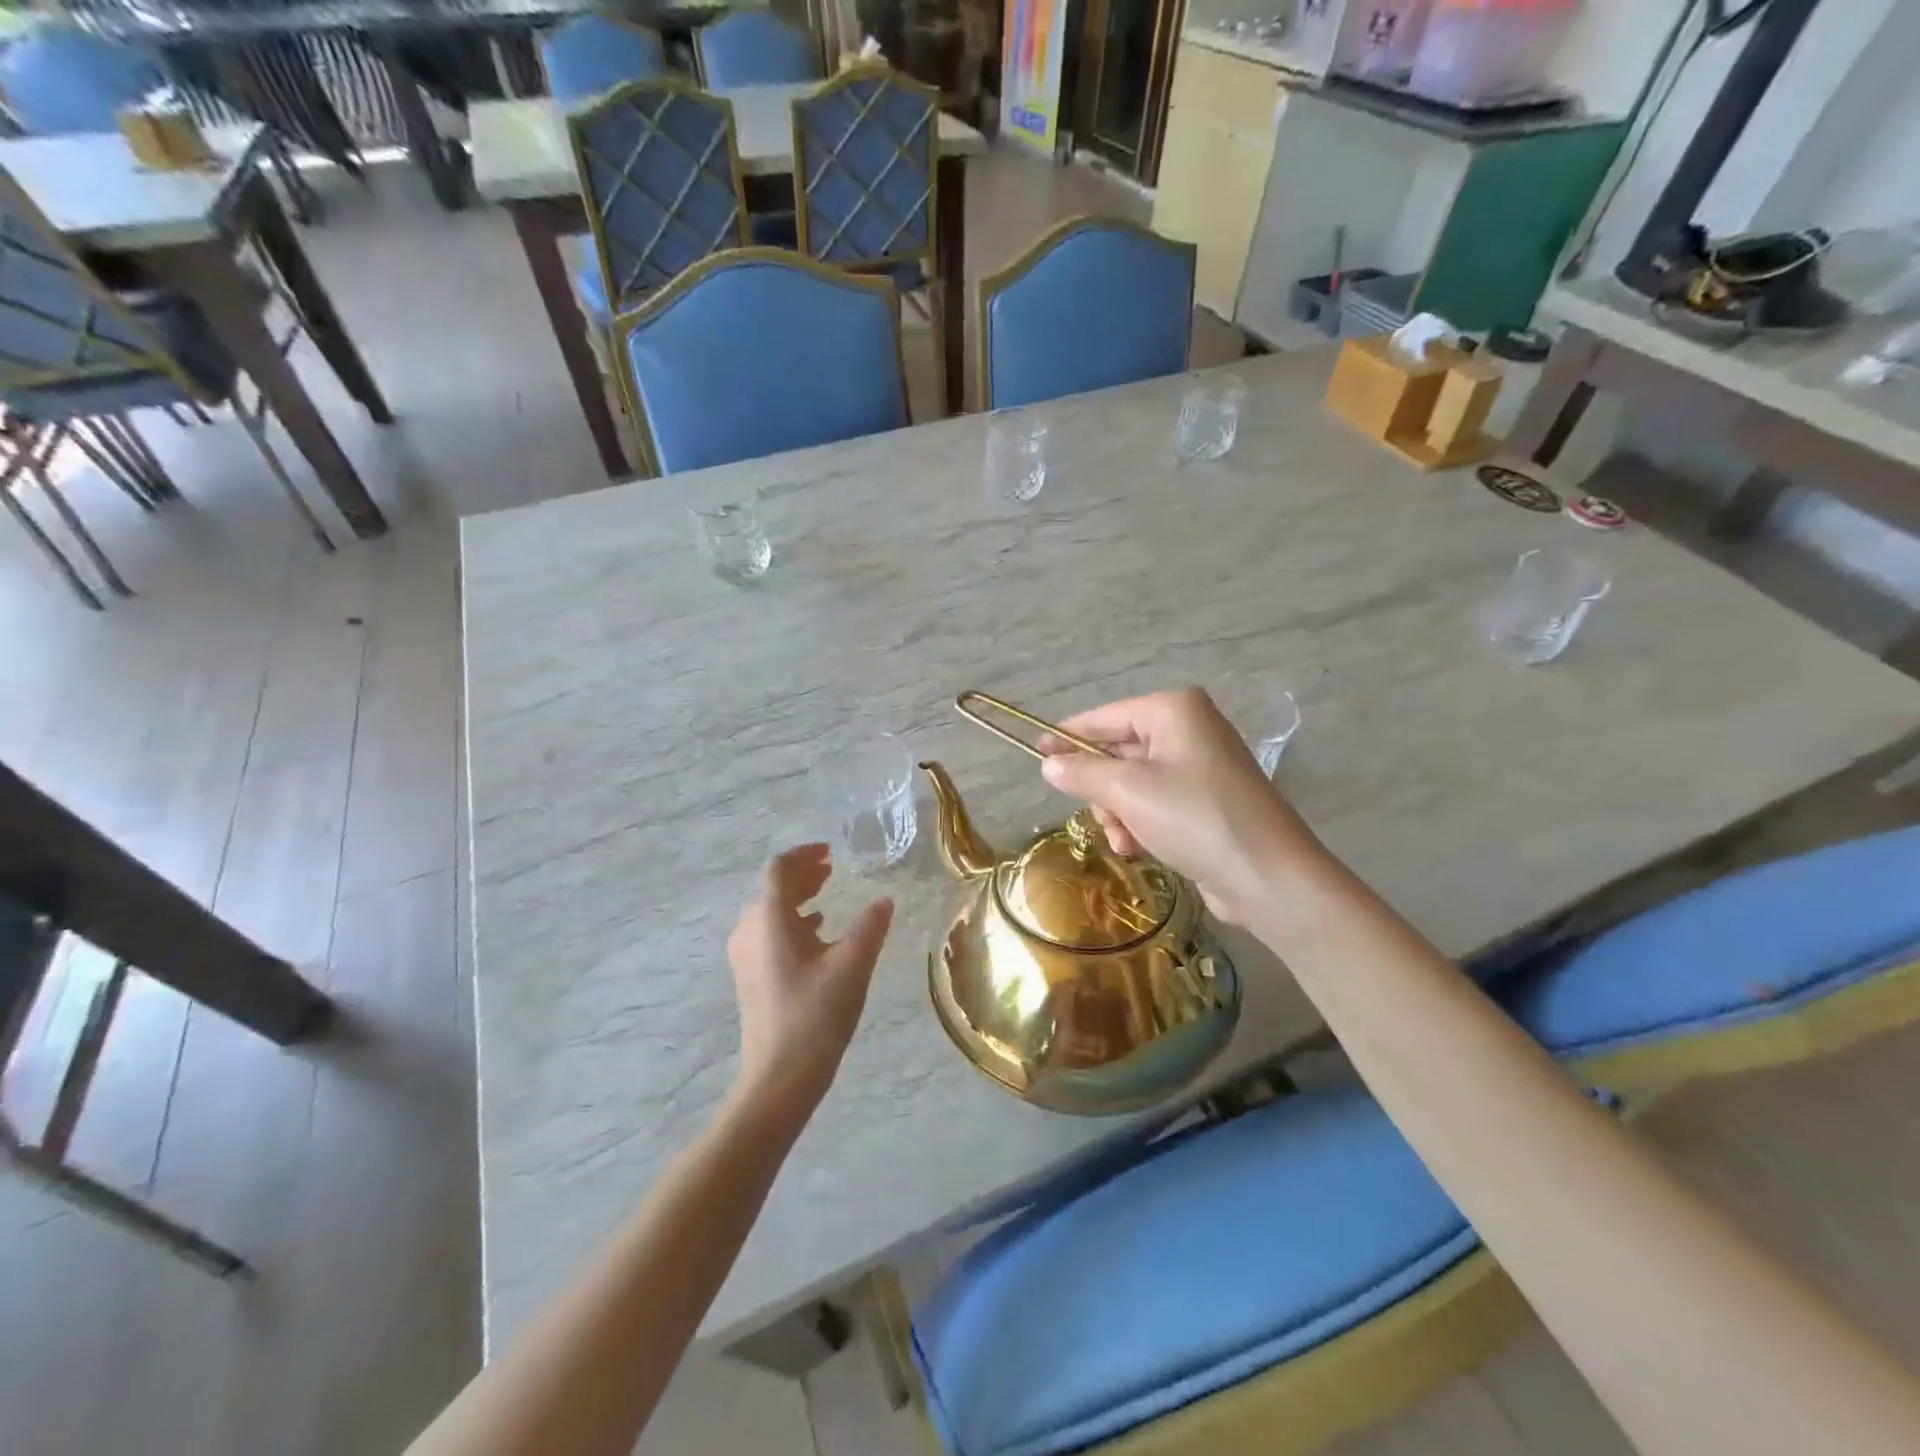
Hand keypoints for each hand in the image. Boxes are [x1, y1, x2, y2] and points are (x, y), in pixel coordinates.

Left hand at [727, 844, 893, 1118]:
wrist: (779, 1078)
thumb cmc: (816, 1015)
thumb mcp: (852, 965)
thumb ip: (870, 926)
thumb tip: (885, 900)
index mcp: (769, 918)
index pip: (779, 869)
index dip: (804, 854)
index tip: (831, 852)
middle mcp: (749, 930)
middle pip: (771, 888)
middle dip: (801, 874)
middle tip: (832, 869)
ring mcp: (745, 955)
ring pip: (768, 911)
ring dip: (796, 897)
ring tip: (826, 895)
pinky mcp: (749, 976)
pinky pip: (767, 933)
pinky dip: (791, 922)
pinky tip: (817, 933)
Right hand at [1039, 687, 1320, 923]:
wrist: (1267, 875)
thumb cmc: (1194, 817)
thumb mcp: (1128, 791)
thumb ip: (1082, 773)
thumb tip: (1049, 765)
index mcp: (1173, 710)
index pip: (1104, 717)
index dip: (1067, 736)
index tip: (1036, 752)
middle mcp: (1188, 729)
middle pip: (1118, 752)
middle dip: (1102, 789)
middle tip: (1098, 814)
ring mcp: (1200, 766)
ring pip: (1133, 783)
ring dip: (1119, 813)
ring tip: (1123, 839)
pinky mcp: (1206, 800)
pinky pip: (1155, 802)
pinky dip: (1140, 823)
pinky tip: (1137, 848)